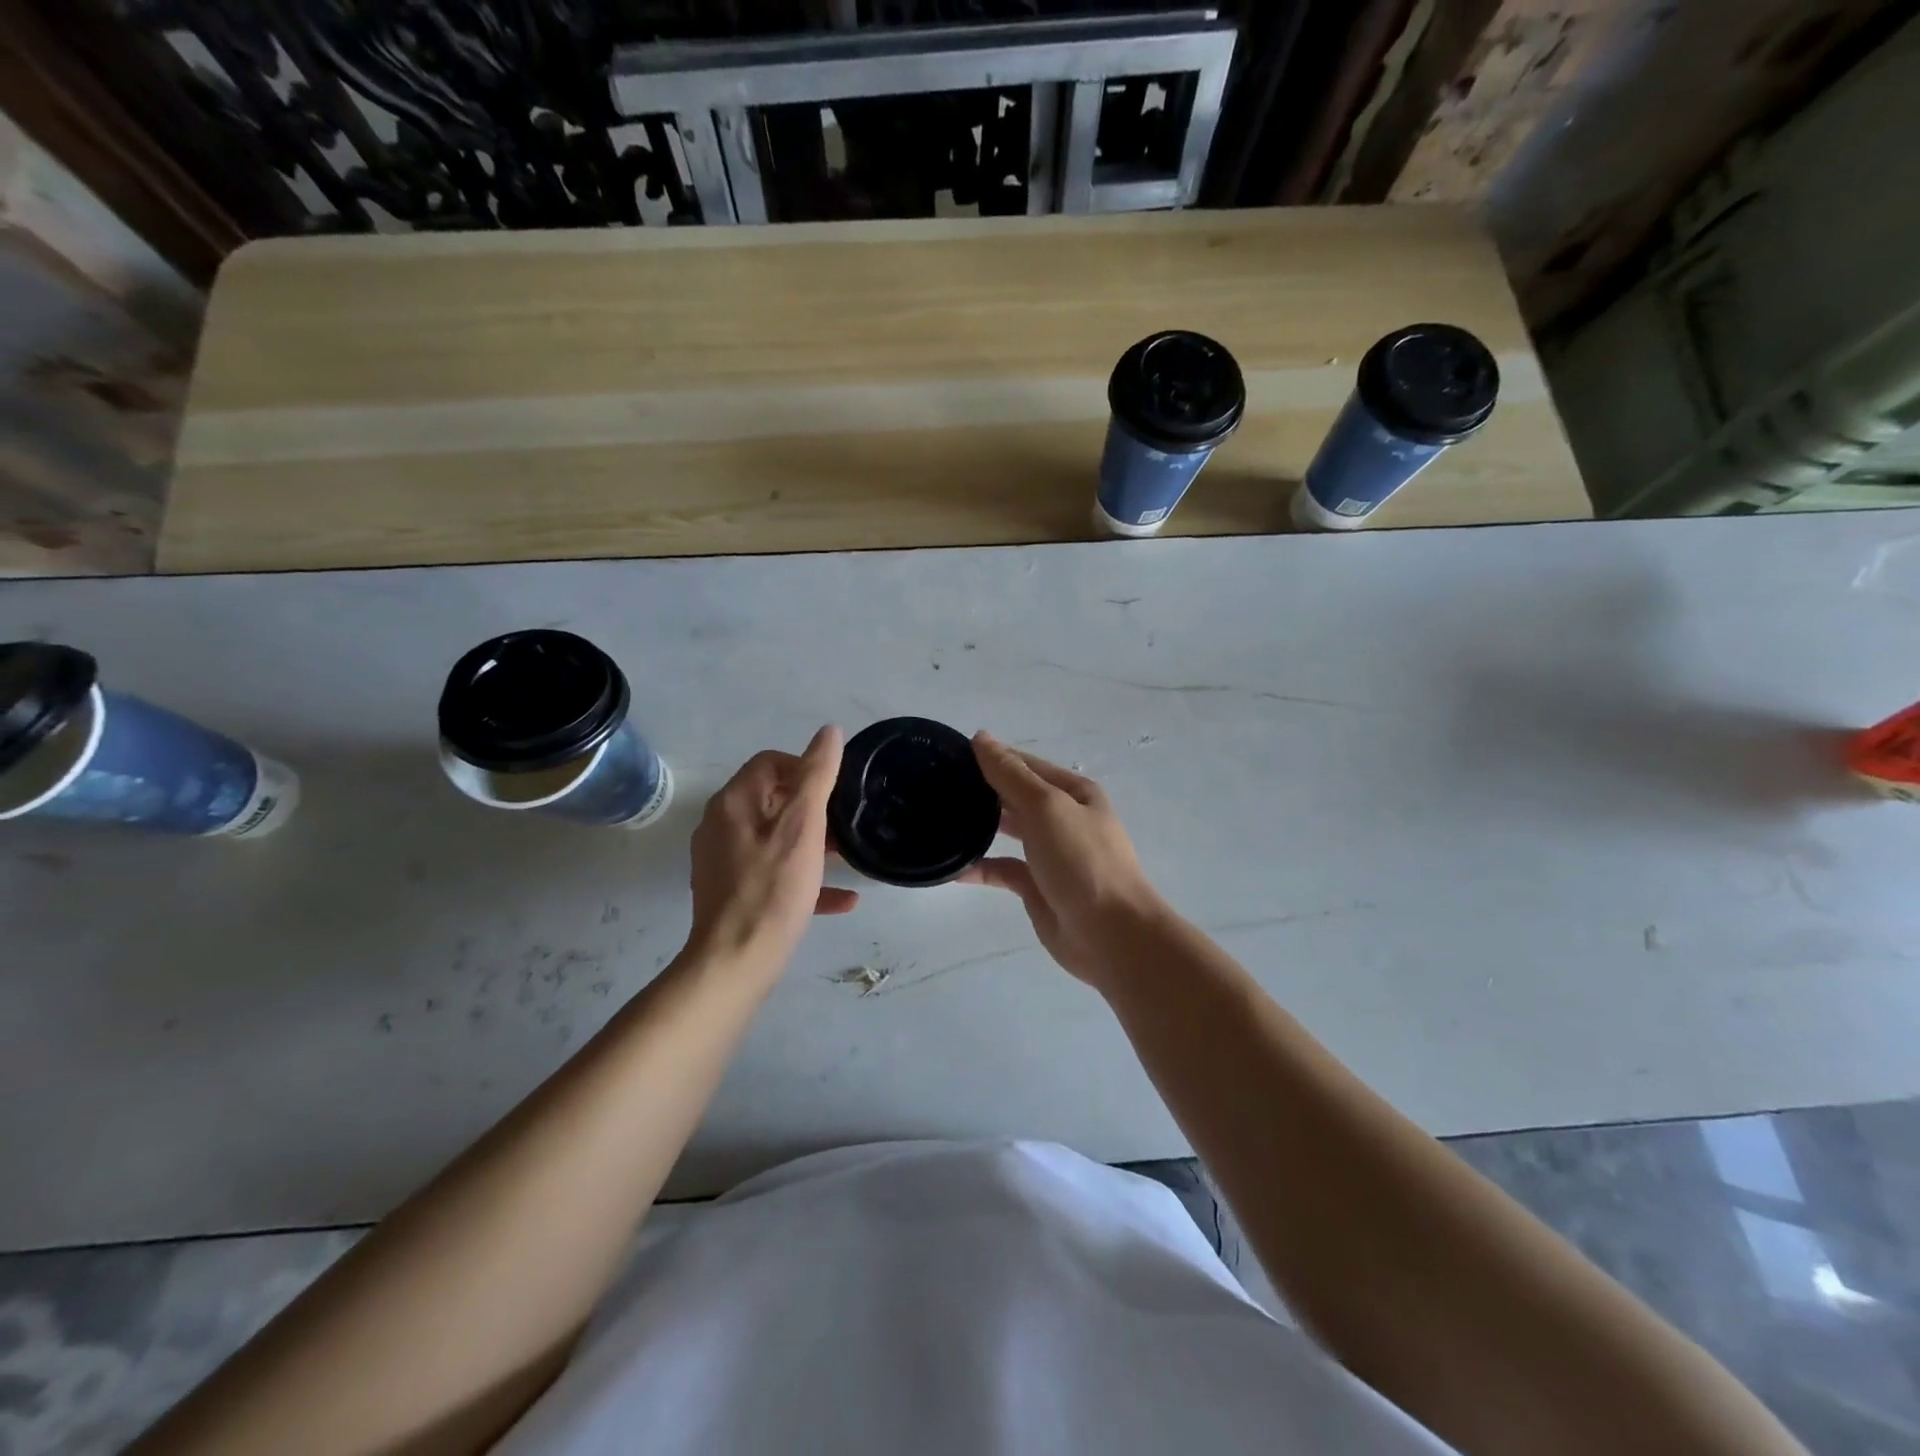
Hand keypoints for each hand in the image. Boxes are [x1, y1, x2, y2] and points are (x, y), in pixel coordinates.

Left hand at [687, 726, 858, 974]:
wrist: (736, 960)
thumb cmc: (773, 888)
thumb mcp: (803, 826)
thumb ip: (817, 776)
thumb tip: (828, 732)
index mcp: (734, 802)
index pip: (770, 762)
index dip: (805, 767)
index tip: (835, 790)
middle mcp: (721, 824)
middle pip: (772, 799)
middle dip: (812, 808)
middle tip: (844, 824)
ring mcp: (722, 860)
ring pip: (774, 838)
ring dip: (811, 843)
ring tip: (846, 857)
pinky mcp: (730, 891)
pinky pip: (772, 873)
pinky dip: (803, 878)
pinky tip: (842, 898)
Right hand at [959, 732, 1169, 986]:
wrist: (1110, 934)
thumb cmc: (1082, 860)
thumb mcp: (1046, 806)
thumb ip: (1010, 774)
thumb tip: (981, 738)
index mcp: (1073, 792)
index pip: (1025, 764)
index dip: (991, 757)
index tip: (948, 754)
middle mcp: (1063, 818)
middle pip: (1016, 795)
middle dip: (982, 789)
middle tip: (935, 786)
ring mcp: (1050, 853)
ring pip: (1008, 831)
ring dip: (979, 825)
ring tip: (939, 818)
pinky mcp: (1037, 886)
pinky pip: (1003, 869)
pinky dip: (980, 867)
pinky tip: (952, 867)